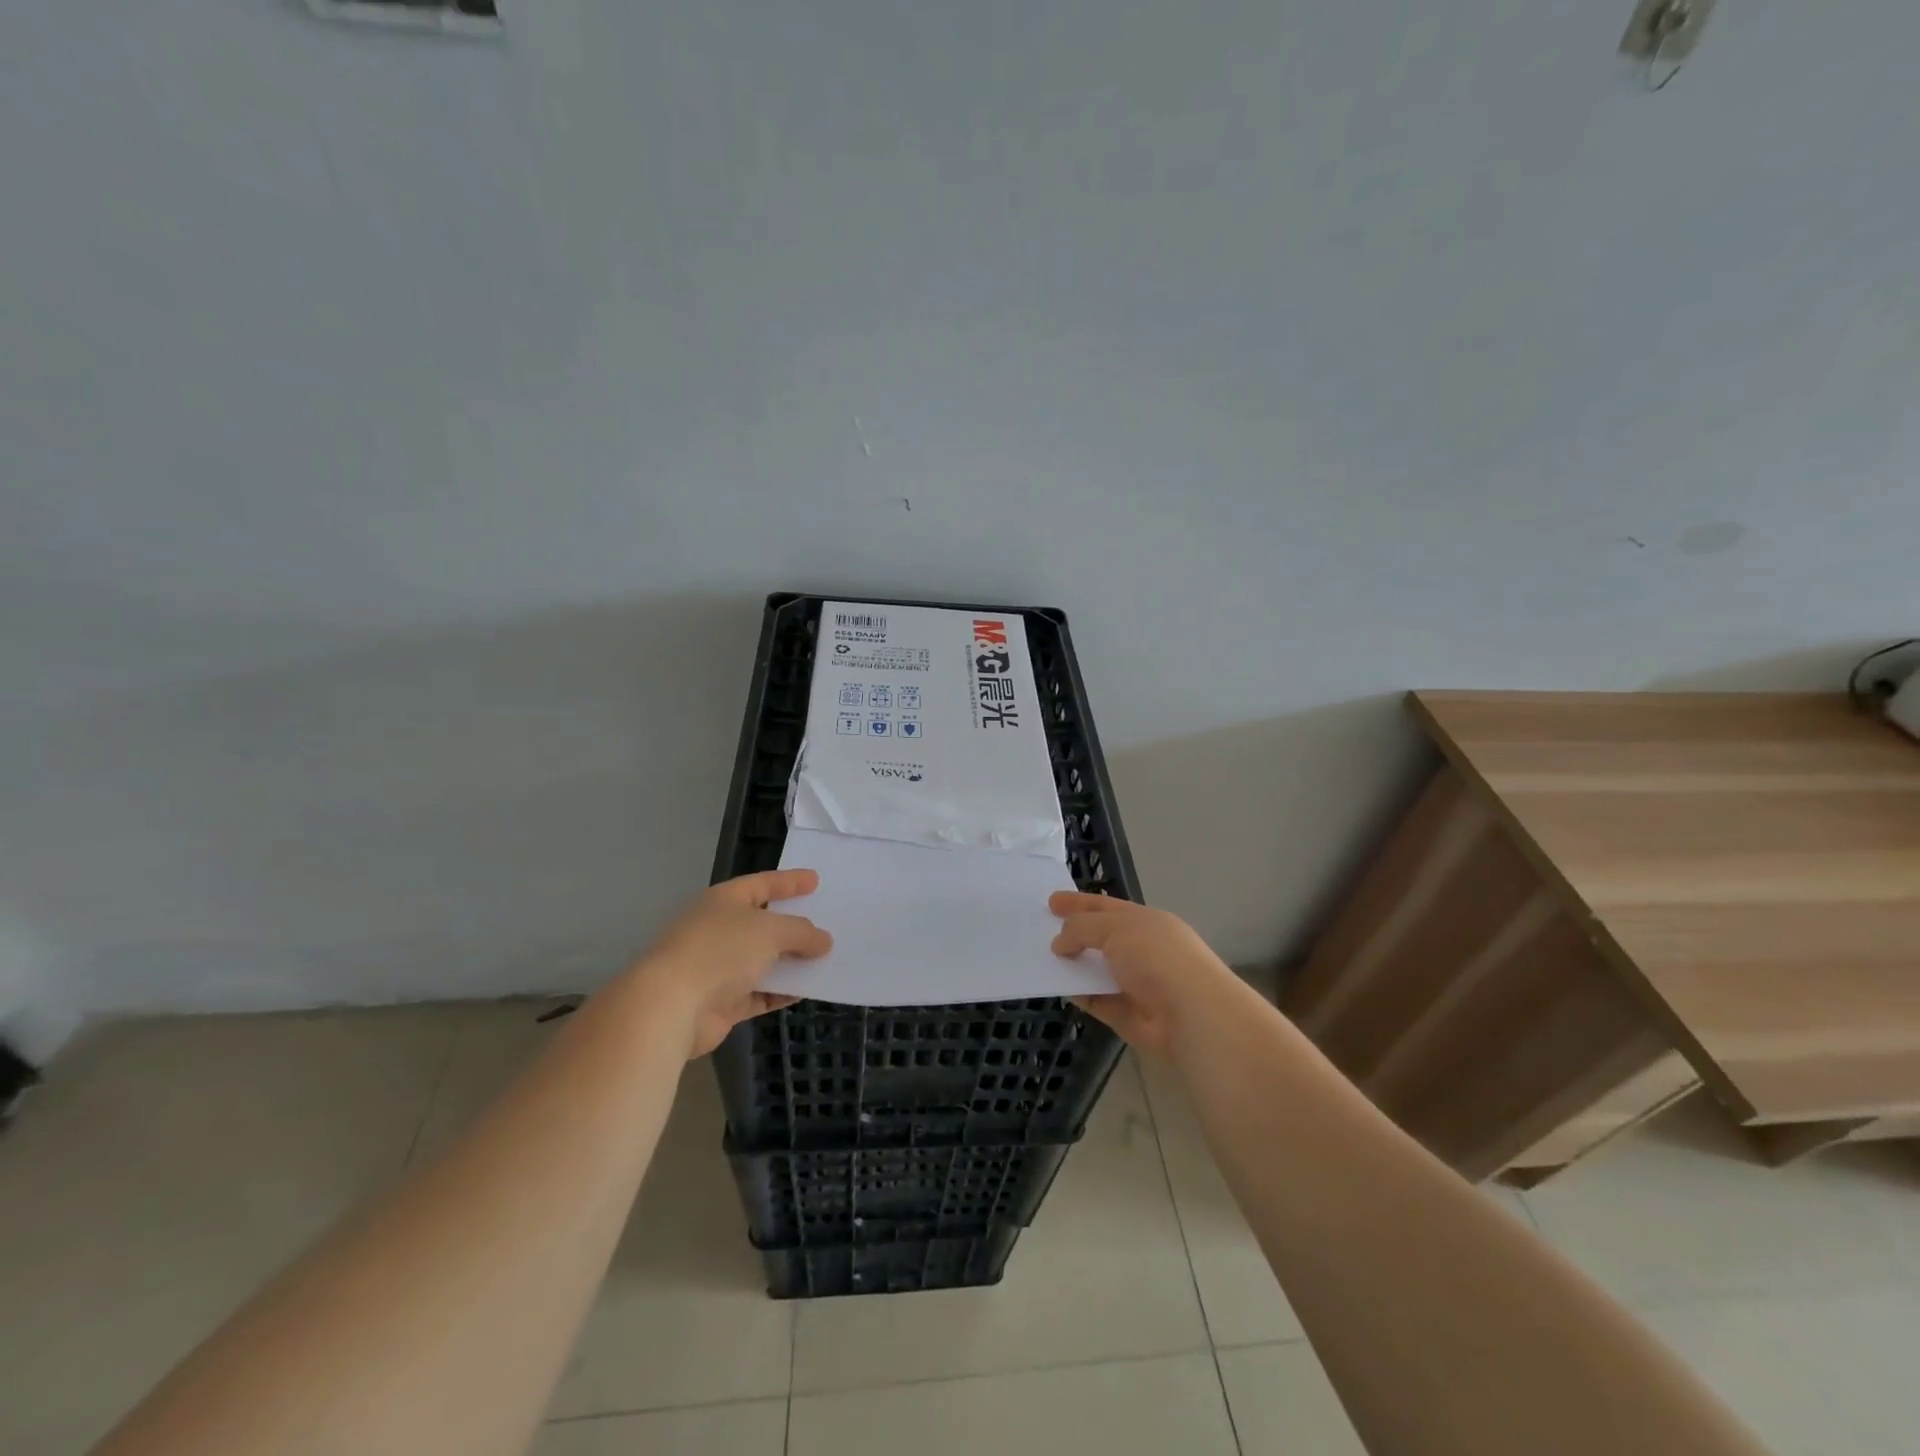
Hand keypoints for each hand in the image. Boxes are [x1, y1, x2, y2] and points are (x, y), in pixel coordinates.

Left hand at [635, 869, 832, 1058]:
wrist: (671, 1006)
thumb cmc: (720, 951)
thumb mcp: (770, 931)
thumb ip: (802, 932)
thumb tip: (824, 940)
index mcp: (724, 901)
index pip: (762, 884)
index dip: (789, 882)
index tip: (816, 880)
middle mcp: (719, 930)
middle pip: (763, 923)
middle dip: (793, 925)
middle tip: (826, 922)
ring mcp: (718, 967)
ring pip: (763, 960)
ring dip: (791, 961)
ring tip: (826, 958)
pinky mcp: (721, 1002)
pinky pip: (760, 992)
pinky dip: (781, 992)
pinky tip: (807, 990)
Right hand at [1050, 892, 1245, 1059]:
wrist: (1192, 1015)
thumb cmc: (1156, 958)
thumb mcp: (1116, 928)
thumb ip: (1082, 928)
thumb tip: (1060, 943)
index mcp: (1145, 921)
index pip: (1105, 906)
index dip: (1078, 902)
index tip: (1051, 902)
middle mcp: (1141, 949)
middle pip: (1100, 937)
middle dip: (1073, 933)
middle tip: (1040, 930)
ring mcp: (1134, 983)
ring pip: (1095, 969)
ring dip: (1073, 964)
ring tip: (1041, 958)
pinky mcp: (1126, 1014)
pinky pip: (1095, 999)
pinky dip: (1078, 993)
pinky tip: (1058, 987)